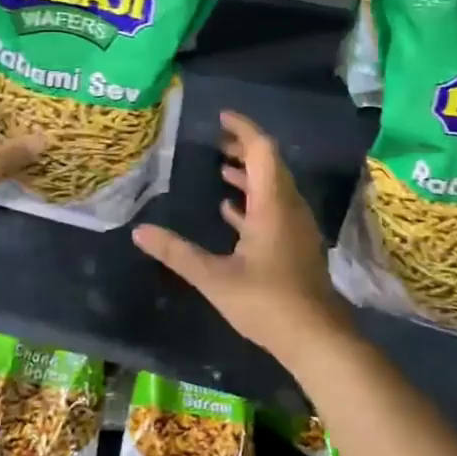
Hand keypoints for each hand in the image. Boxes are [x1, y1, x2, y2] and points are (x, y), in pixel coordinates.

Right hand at [133, 110, 350, 370]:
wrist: (317, 338)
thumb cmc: (267, 302)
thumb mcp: (215, 278)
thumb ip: (177, 253)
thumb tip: (140, 231)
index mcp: (273, 204)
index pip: (262, 150)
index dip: (243, 129)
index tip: (221, 117)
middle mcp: (288, 207)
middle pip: (269, 164)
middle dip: (243, 148)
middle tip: (215, 139)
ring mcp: (295, 226)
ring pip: (273, 186)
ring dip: (249, 174)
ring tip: (219, 168)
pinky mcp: (295, 244)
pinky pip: (274, 208)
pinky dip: (254, 200)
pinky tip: (231, 210)